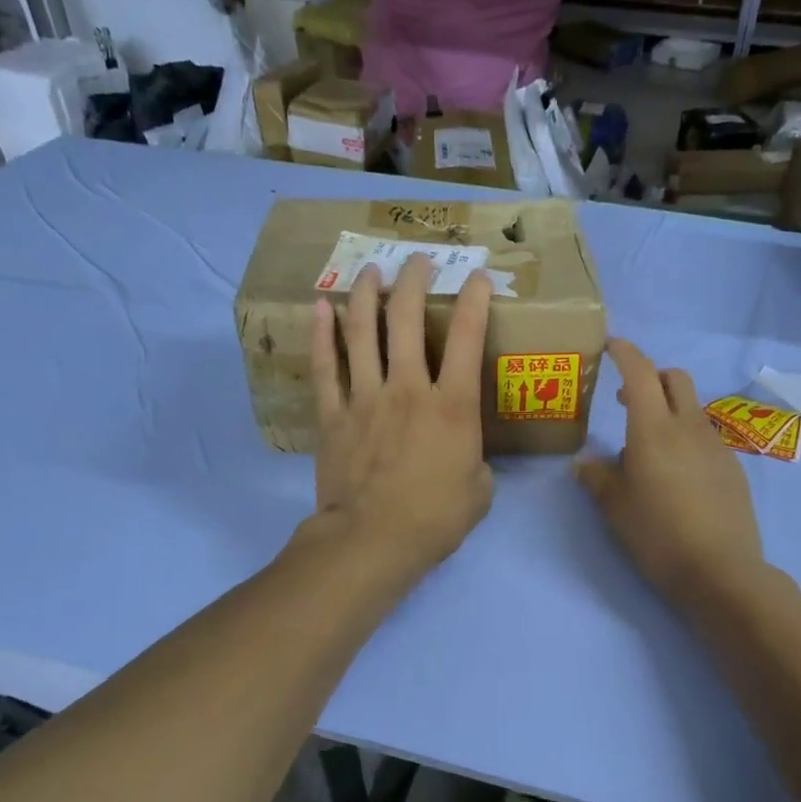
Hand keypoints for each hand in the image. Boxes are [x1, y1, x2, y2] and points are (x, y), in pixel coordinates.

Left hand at [305, 255, 495, 586]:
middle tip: (416, 260)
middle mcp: (409, 389)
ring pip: (363, 333)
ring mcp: (366, 398)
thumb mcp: (480, 491)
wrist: (372, 541)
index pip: (468, 338)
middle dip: (413, 282)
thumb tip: (468, 457)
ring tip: (370, 270)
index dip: (475, 300)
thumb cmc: (434, 519)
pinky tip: (321, 308)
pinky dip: (322, 335)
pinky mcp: (334, 416)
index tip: (479, 277)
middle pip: (407, 321)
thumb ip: (477, 462)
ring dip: (366, 295)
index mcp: (453, 406)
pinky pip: (326, 367)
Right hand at [576, 339, 766, 606]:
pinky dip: (686, 438)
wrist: (721, 571)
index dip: (625, 352)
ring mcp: (715, 445)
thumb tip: (583, 463)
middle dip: (651, 377)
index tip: (611, 344)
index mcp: (653, 429)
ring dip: (668, 410)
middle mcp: (688, 427)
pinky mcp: (732, 467)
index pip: (640, 372)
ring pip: (691, 408)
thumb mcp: (615, 508)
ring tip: (648, 450)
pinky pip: (704, 437)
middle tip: (627, 402)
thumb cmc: (657, 535)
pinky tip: (677, 476)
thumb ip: (597, 478)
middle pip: (674, 378)